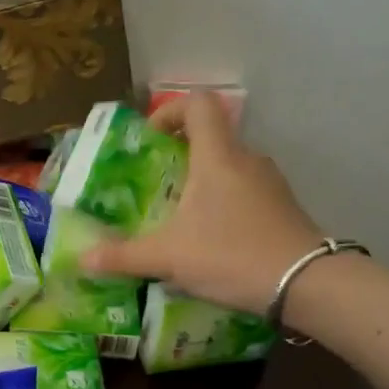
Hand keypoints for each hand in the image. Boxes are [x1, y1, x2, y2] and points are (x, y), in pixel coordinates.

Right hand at [82, 93, 324, 313]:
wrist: (304, 283)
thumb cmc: (231, 255)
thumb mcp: (168, 258)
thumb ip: (123, 256)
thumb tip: (84, 258)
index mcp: (217, 157)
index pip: (197, 104)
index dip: (169, 111)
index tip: (150, 140)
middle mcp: (246, 159)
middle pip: (211, 138)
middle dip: (179, 157)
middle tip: (155, 187)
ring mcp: (269, 182)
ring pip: (228, 168)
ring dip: (202, 183)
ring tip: (179, 219)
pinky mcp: (282, 206)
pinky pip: (244, 192)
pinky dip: (223, 204)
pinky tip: (210, 240)